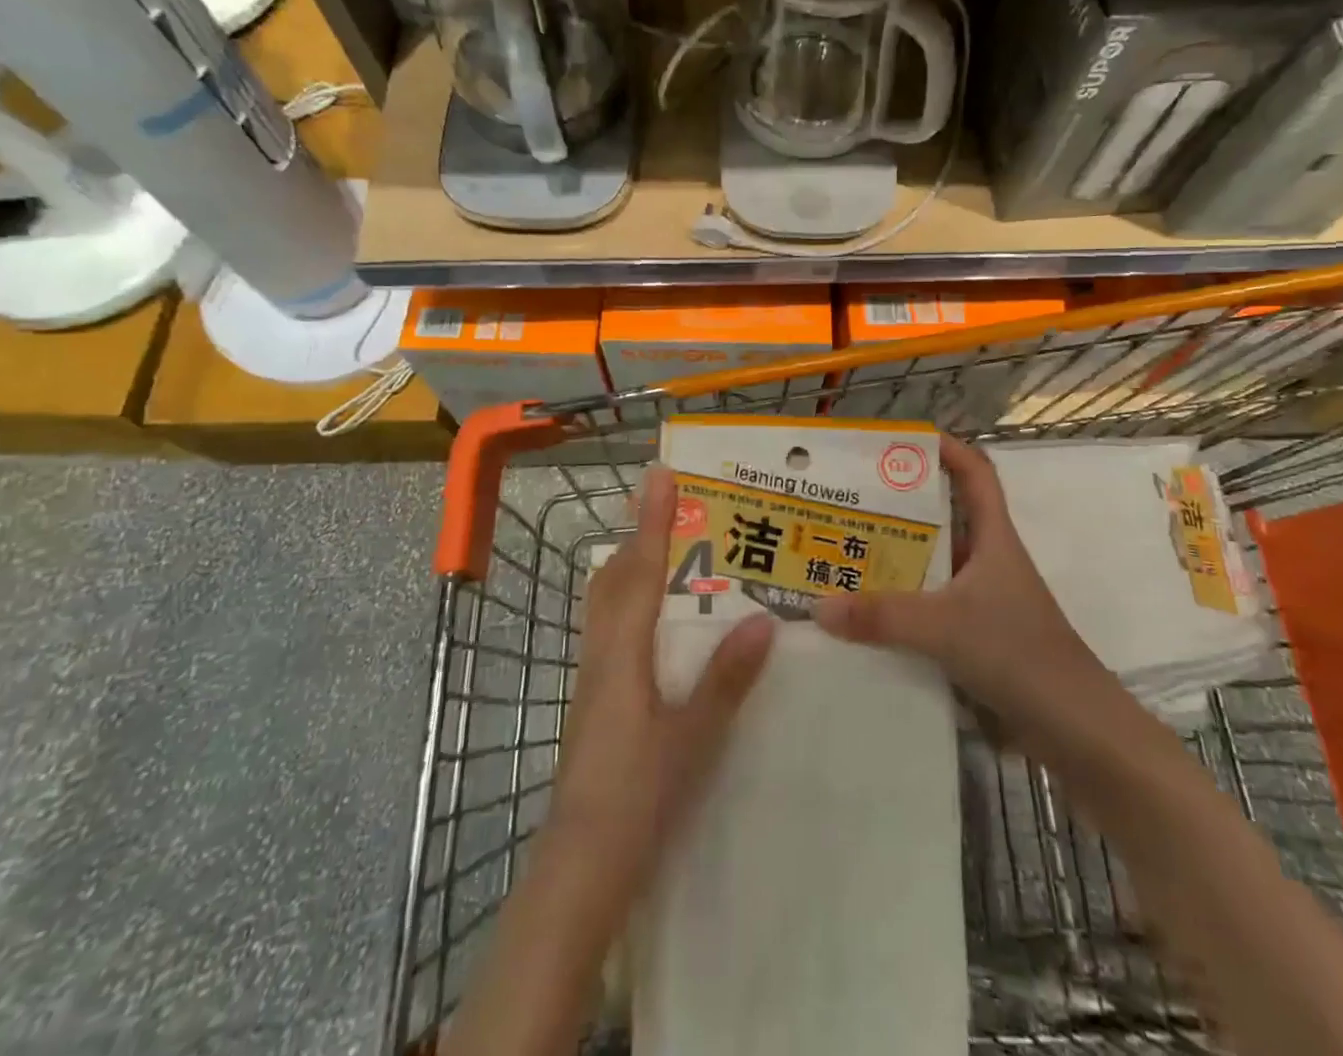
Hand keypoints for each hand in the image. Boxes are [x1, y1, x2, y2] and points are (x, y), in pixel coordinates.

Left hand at [549, 465, 774, 901]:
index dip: (653, 521)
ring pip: (608, 604)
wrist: (580, 866)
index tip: (661, 474)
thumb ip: (726, 678)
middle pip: (616, 579)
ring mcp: (593, 679)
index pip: (642, 572)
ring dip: (634, 568)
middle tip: (674, 508)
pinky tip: (659, 625)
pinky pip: (611, 631)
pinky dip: (632, 604)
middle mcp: (601, 655)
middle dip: (641, 536)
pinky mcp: (596, 702)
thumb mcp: (692, 738)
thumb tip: (762, 618)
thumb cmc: (636, 798)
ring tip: (671, 552)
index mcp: (623, 654)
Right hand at [812, 436, 1094, 733]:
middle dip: (900, 506)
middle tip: (849, 500)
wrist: (1074, 729)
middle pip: (943, 517)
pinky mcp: (975, 637)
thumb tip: (818, 605)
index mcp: (994, 538)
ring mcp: (982, 600)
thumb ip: (882, 616)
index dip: (946, 448)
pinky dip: (900, 606)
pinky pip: (929, 608)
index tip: (901, 440)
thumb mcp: (945, 626)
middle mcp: (987, 561)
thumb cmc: (1019, 652)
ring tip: (843, 552)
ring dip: (896, 559)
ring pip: (932, 566)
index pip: (976, 473)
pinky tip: (864, 615)